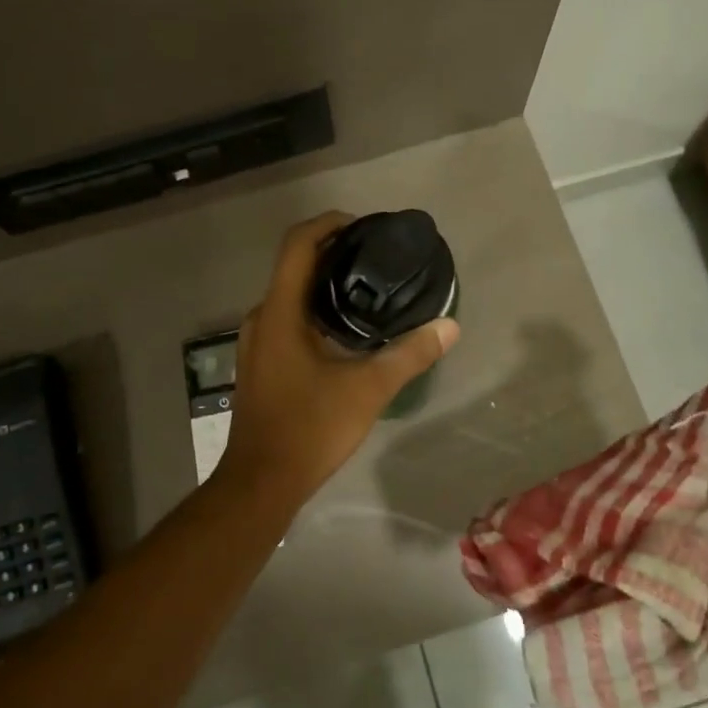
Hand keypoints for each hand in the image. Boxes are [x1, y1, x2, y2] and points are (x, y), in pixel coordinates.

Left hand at [218, 211, 459, 508]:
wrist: (261, 483)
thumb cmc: (310, 428)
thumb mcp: (368, 389)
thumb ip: (410, 354)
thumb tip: (450, 326)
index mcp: (279, 311)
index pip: (298, 244)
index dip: (328, 224)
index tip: (364, 226)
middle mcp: (261, 317)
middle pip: (295, 265)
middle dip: (334, 252)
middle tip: (377, 257)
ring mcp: (257, 340)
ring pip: (291, 294)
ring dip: (325, 283)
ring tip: (368, 289)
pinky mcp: (260, 361)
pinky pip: (287, 318)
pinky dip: (315, 309)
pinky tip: (346, 330)